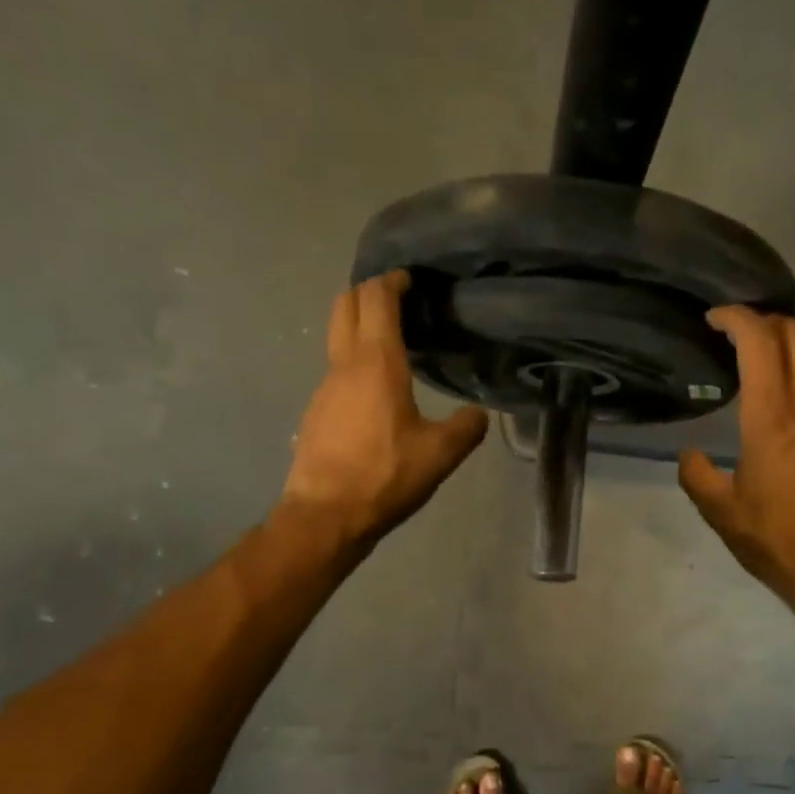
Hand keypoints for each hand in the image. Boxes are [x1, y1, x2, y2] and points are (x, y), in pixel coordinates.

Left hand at [280, 270, 488, 545]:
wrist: (326, 514)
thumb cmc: (385, 476)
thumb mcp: (440, 455)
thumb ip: (466, 428)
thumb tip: (478, 414)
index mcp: (377, 363)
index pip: (377, 299)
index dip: (392, 281)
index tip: (409, 279)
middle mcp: (345, 365)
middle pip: (345, 304)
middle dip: (367, 291)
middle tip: (395, 299)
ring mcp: (324, 387)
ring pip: (337, 337)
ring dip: (359, 327)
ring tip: (392, 344)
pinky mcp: (316, 411)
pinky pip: (335, 370)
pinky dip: (354, 361)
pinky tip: (374, 391)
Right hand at [678, 306, 794, 621]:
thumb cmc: (776, 541)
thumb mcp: (721, 513)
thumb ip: (697, 475)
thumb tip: (690, 455)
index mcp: (771, 418)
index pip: (759, 342)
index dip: (736, 317)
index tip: (713, 319)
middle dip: (765, 320)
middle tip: (734, 333)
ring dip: (783, 352)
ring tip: (752, 372)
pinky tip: (781, 419)